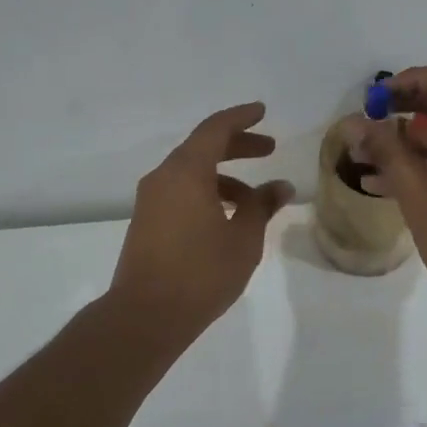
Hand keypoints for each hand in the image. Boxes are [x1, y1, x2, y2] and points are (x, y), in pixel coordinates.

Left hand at [110, 102, 293, 337]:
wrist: (145, 315)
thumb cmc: (201, 272)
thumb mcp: (244, 238)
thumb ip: (262, 206)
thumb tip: (281, 186)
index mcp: (186, 172)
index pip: (215, 129)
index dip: (241, 117)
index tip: (262, 111)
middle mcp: (164, 177)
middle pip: (203, 148)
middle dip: (237, 145)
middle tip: (269, 149)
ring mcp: (151, 200)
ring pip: (192, 173)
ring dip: (225, 177)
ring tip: (256, 200)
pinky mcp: (146, 222)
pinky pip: (181, 192)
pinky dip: (207, 193)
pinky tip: (228, 218)